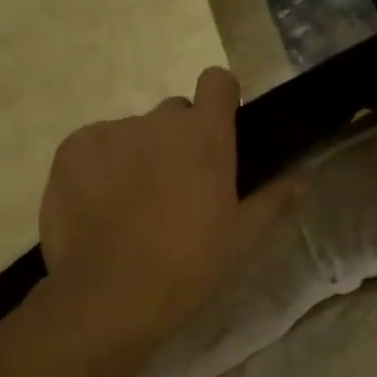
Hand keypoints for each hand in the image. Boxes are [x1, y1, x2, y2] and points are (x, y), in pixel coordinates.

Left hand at [39, 67, 299, 340]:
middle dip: (178, 140)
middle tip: (176, 187)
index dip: (221, 100)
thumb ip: (274, 199)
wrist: (111, 294)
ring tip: (132, 205)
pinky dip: (100, 166)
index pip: (218, 81)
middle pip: (174, 113)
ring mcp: (110, 132)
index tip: (219, 130)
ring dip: (138, 154)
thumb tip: (304, 177)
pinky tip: (101, 206)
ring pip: (132, 132)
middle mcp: (158, 121)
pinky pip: (94, 146)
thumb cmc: (189, 264)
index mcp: (205, 136)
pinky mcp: (71, 150)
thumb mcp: (241, 237)